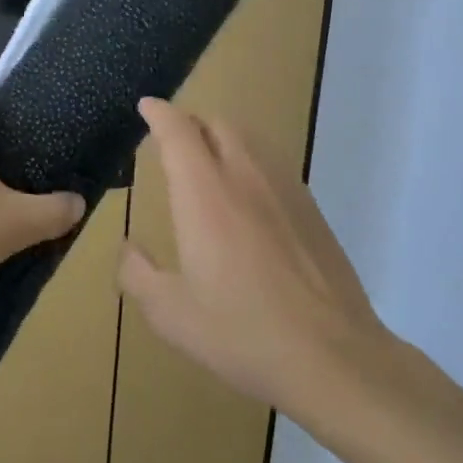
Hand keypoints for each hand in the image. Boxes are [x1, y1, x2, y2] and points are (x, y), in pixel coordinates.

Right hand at [118, 97, 392, 413]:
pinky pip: (273, 164)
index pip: (179, 131)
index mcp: (205, 193)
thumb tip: (129, 248)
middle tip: (172, 142)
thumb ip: (138, 274)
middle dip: (190, 123)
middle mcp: (245, 176)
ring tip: (208, 165)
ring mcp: (285, 188)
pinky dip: (250, 162)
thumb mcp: (171, 314)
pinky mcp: (311, 208)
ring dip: (222, 139)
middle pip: (217, 123)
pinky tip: (248, 199)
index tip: (146, 106)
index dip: (160, 113)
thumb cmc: (242, 332)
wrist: (333, 356)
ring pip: (250, 139)